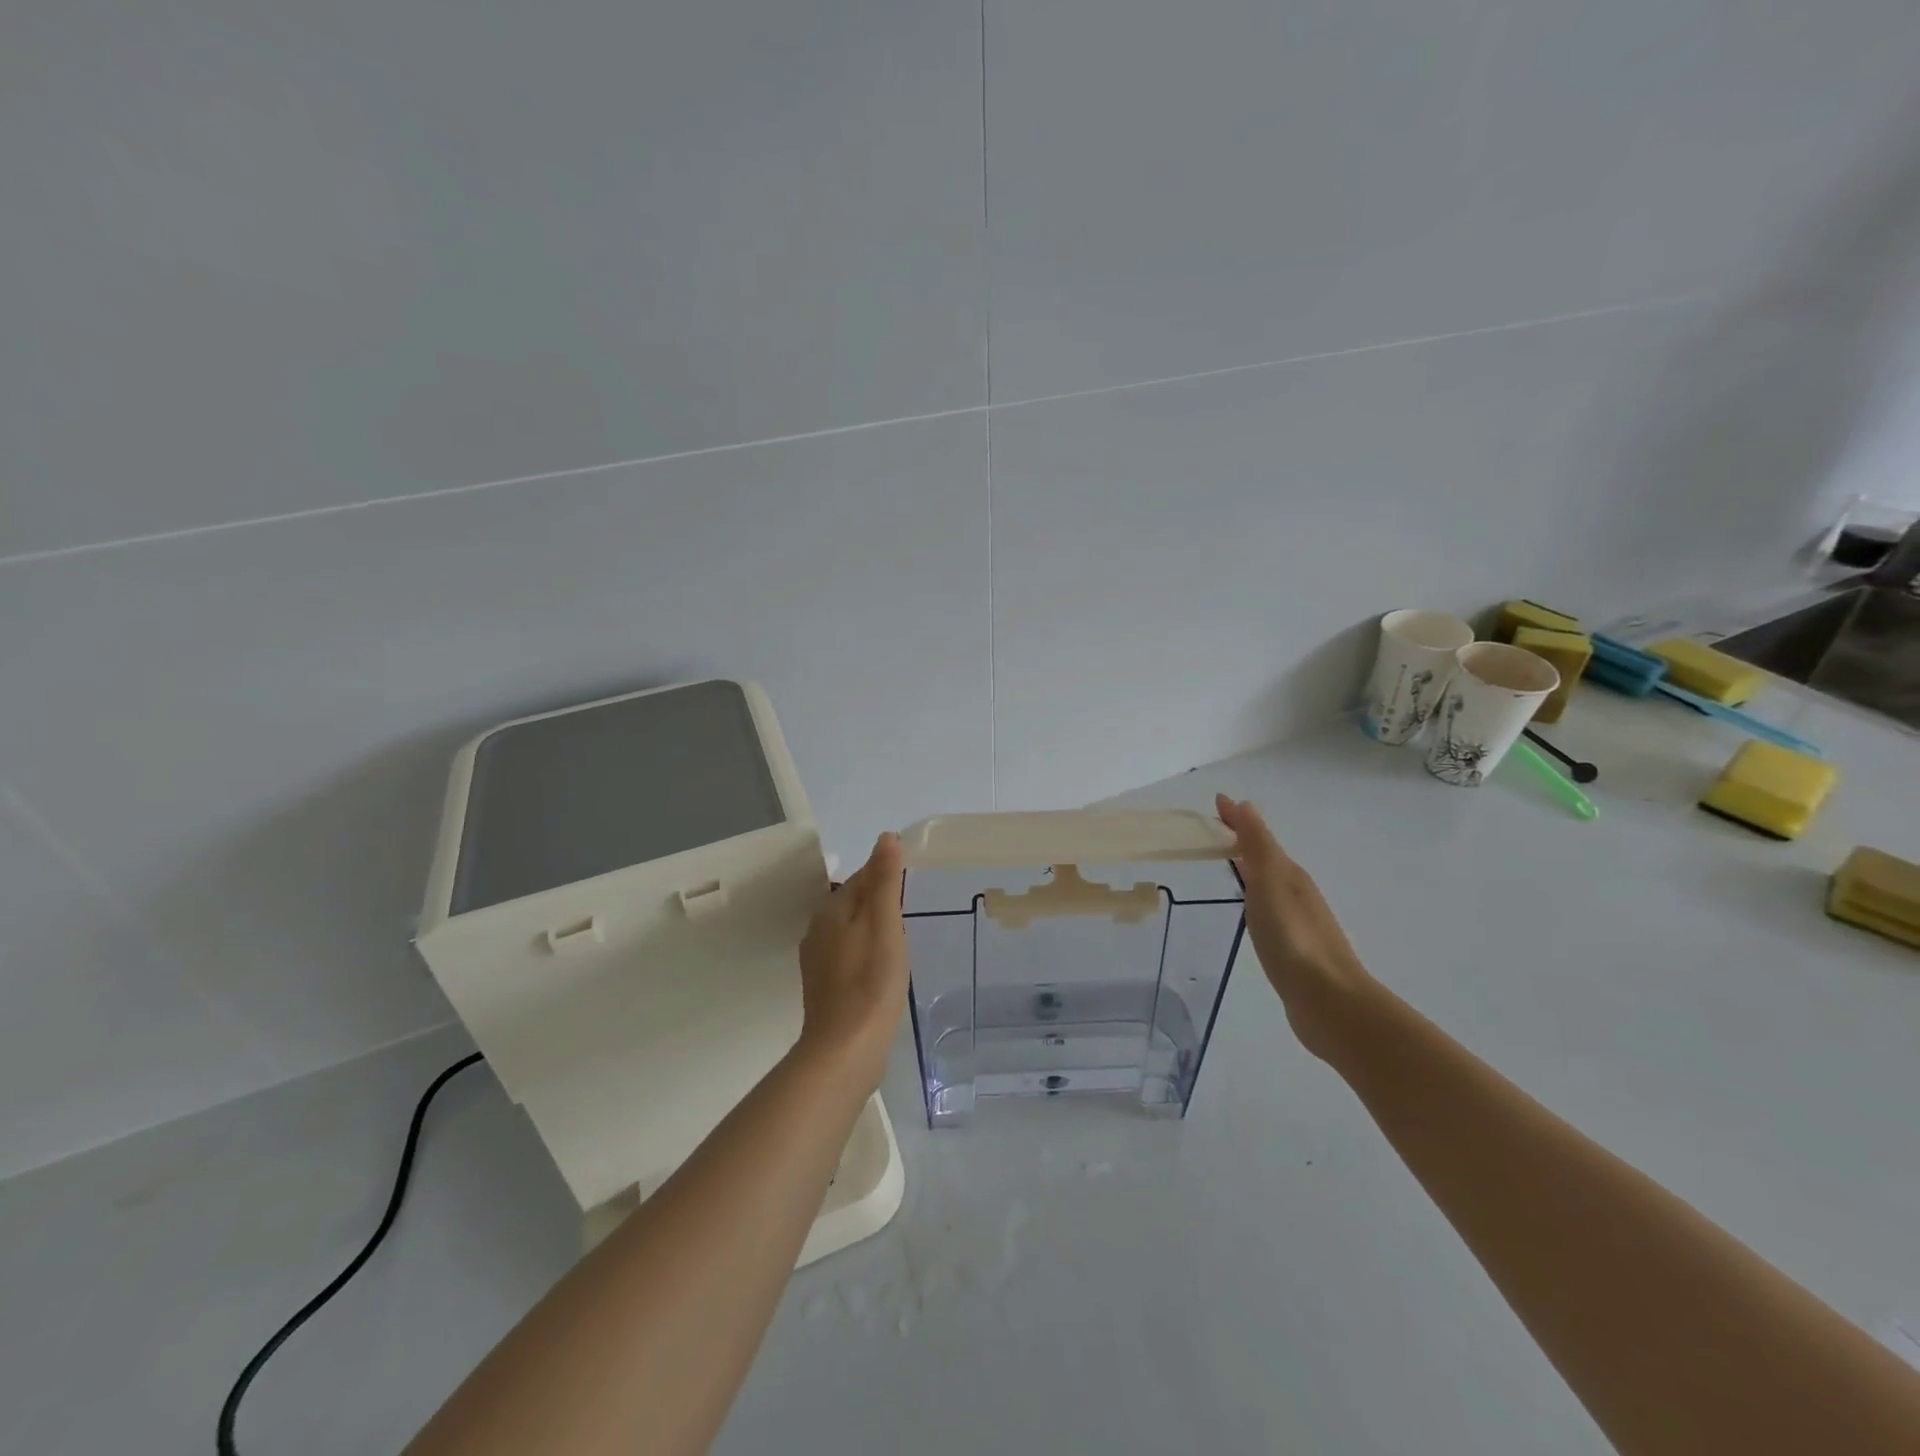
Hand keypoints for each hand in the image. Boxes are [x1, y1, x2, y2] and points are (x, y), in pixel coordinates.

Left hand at [796, 833, 908, 1088]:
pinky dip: (866, 953)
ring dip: (871, 928)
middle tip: (910, 910)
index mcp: (830, 910)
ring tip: (901, 939)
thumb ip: (884, 880)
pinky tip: (882, 969)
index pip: (860, 878)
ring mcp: (817, 962)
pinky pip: (847, 956)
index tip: (910, 882)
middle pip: (852, 903)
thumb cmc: (871, 981)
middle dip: (878, 902)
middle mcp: (816, 931)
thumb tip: (886, 837)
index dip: (885, 875)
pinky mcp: (824, 988)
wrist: (845, 1049)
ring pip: (849, 931)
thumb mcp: (885, 923)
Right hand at [1216, 794, 1373, 1058]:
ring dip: (1248, 867)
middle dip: (1240, 840)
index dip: (1237, 820)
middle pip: (1264, 857)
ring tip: (1225, 863)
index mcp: (1289, 875)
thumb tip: (1245, 805)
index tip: (1216, 803)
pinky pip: (1266, 909)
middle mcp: (1295, 892)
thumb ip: (1258, 846)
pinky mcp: (1292, 948)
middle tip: (1212, 831)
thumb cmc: (1294, 939)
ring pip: (1266, 883)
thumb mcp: (1271, 883)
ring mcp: (1296, 921)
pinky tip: (1246, 910)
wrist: (1330, 1002)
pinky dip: (1252, 896)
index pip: (1258, 837)